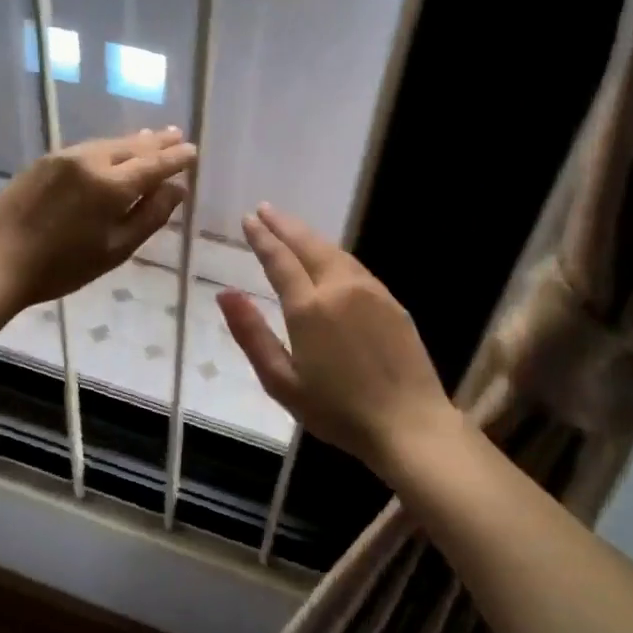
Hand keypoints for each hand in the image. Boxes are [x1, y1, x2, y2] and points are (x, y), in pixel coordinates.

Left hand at [0, 127, 195, 308]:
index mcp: (112, 185)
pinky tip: (113, 150)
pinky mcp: (45, 162)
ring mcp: (65, 157)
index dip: (176, 158)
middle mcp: (91, 161)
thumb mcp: (116, 250)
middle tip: (178, 135)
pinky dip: (109, 147)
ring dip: (134, 141)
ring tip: (152, 137)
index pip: (155, 164)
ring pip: (109, 144)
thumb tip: (177, 190)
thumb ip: (150, 217)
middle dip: (158, 142)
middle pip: (133, 147)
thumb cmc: (62, 266)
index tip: (193, 152)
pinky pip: (88, 148)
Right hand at [217, 204, 457, 473]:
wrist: (408, 423)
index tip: (249, 219)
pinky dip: (334, 253)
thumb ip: (252, 334)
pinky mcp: (391, 302)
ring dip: (310, 236)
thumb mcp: (281, 381)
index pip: (280, 260)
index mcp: (309, 307)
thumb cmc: (337, 410)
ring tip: (292, 227)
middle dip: (285, 225)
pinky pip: (356, 266)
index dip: (262, 238)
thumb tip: (224, 293)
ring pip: (335, 252)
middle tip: (266, 209)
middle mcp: (340, 288)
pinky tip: (329, 257)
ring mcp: (371, 292)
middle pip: (308, 245)